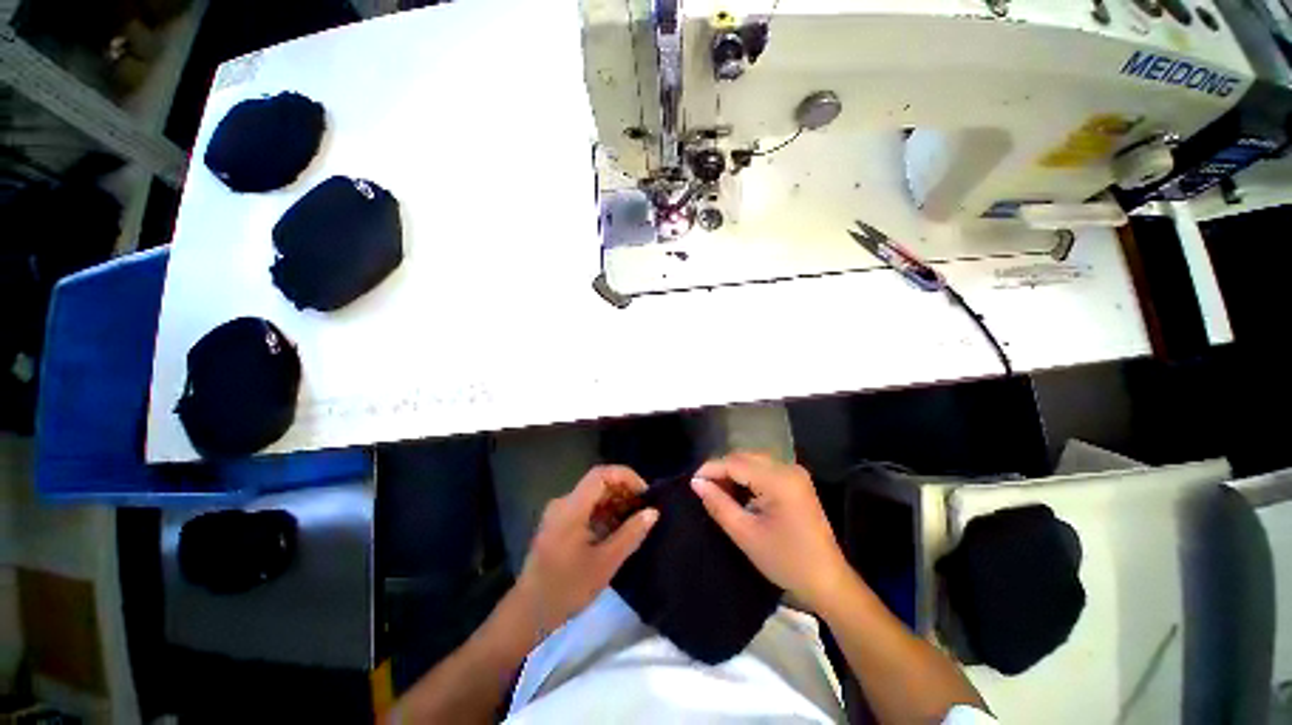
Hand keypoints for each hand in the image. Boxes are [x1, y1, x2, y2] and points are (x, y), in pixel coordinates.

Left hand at [518, 465, 657, 632]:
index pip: (600, 474)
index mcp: (571, 507)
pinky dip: (604, 513)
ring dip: (615, 502)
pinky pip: (585, 508)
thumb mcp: (605, 563)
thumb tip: (653, 512)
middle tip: (644, 508)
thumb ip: (631, 534)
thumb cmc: (567, 589)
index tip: (645, 493)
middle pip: (597, 483)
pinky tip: (617, 530)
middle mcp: (563, 503)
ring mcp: (559, 514)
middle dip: (623, 490)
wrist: (528, 614)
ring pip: (592, 496)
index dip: (625, 476)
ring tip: (635, 519)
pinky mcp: (558, 525)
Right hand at [692, 451, 849, 611]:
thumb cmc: (785, 561)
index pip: (735, 463)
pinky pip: (764, 469)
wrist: (827, 581)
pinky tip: (738, 492)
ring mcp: (795, 472)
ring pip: (753, 460)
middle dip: (722, 469)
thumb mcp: (745, 534)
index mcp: (779, 480)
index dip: (711, 469)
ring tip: (717, 491)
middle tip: (704, 489)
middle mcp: (788, 467)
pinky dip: (747, 476)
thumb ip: (718, 504)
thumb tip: (696, 483)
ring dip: (733, 472)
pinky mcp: (796, 481)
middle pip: (745, 457)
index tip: (692, 482)